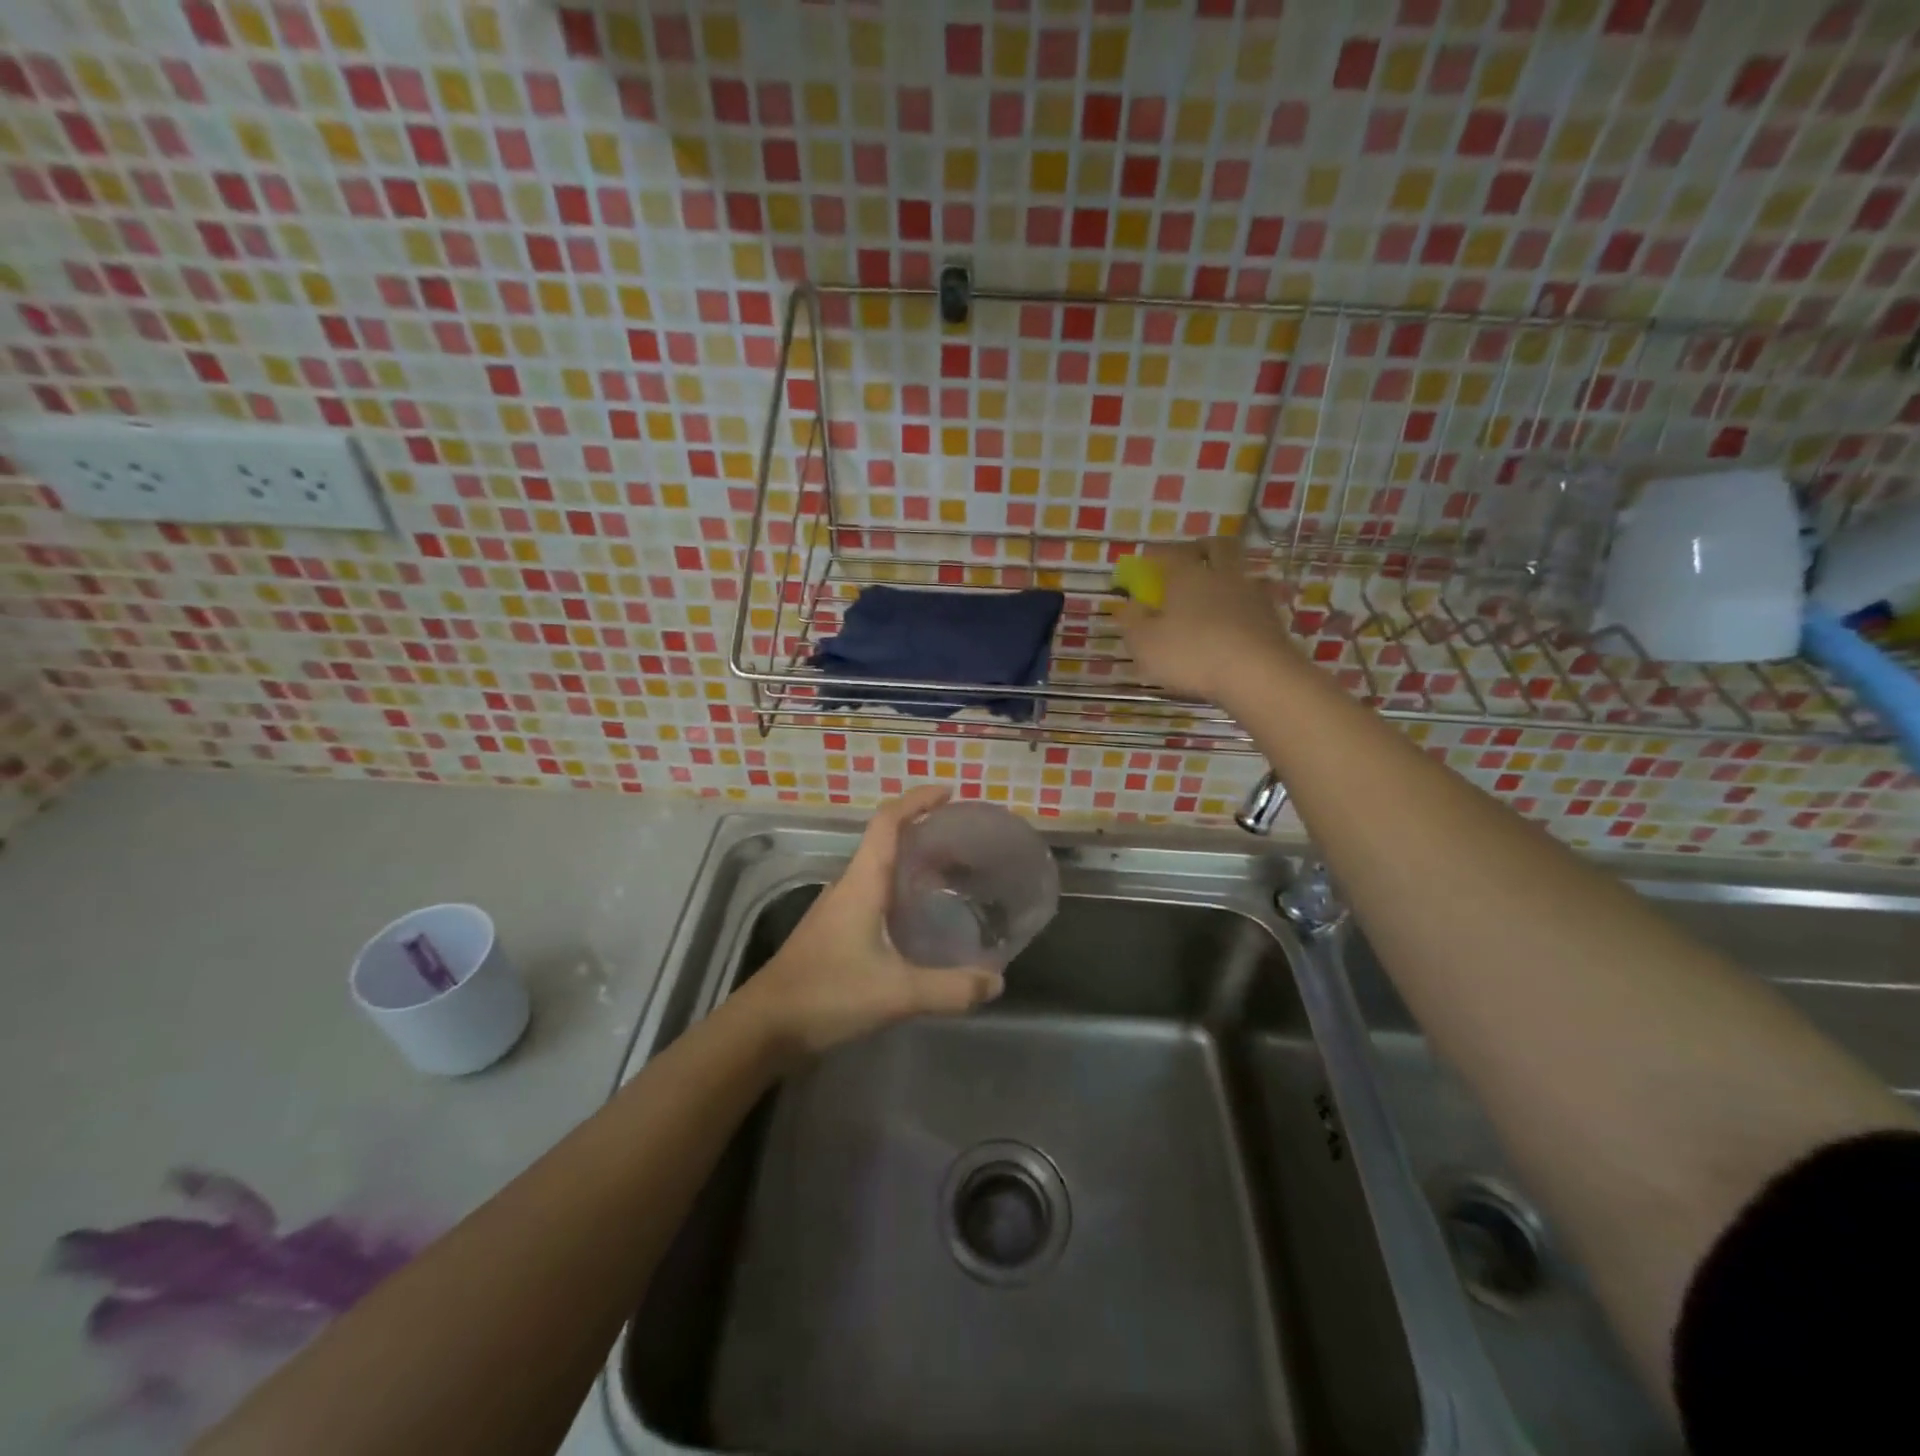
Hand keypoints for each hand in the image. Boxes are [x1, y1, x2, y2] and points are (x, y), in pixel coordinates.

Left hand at [728, 786, 1003, 1058]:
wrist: (765, 1026)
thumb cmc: (827, 994)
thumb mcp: (896, 993)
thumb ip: (950, 989)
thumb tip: (997, 981)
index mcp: (862, 882)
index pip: (888, 822)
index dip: (917, 800)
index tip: (949, 793)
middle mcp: (849, 886)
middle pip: (887, 842)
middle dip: (925, 834)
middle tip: (966, 845)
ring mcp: (838, 909)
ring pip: (881, 871)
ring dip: (914, 865)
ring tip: (953, 879)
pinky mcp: (835, 932)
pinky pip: (875, 896)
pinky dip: (902, 894)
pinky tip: (921, 921)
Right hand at [1111, 539, 1297, 704]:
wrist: (1257, 674)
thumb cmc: (1191, 654)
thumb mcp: (1144, 643)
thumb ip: (1132, 621)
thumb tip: (1130, 605)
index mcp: (1187, 575)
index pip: (1170, 552)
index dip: (1157, 554)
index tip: (1147, 560)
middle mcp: (1222, 575)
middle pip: (1218, 547)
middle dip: (1203, 549)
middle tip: (1192, 559)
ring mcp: (1253, 595)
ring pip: (1242, 573)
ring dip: (1228, 578)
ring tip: (1216, 596)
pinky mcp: (1273, 618)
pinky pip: (1256, 602)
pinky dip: (1244, 607)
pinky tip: (1236, 623)